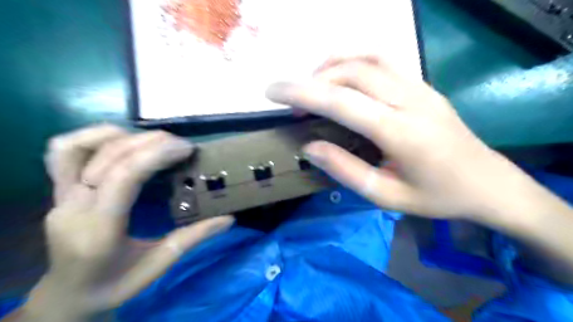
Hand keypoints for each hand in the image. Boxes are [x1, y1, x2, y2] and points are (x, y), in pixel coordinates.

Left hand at [21, 124, 231, 320]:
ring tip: (153, 140)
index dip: (157, 154)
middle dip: (150, 142)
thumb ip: (193, 238)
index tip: (187, 148)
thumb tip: (228, 219)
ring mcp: (59, 197)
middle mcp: (72, 207)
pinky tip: (121, 140)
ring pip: (78, 147)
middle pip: (108, 157)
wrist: (69, 296)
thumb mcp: (159, 264)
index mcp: (99, 229)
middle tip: (181, 144)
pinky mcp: (57, 192)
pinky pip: (64, 153)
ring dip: (121, 136)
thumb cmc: (116, 284)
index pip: (125, 176)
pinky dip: (94, 138)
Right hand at [267, 57, 530, 219]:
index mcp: (400, 132)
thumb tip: (311, 147)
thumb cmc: (436, 197)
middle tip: (292, 103)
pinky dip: (352, 63)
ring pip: (366, 59)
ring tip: (312, 87)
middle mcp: (410, 100)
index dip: (301, 93)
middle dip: (311, 81)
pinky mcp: (422, 85)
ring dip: (331, 67)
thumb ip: (346, 170)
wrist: (487, 183)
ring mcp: (419, 87)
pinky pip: (382, 61)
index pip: (341, 101)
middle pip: (351, 73)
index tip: (272, 92)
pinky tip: (340, 78)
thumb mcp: (386, 196)